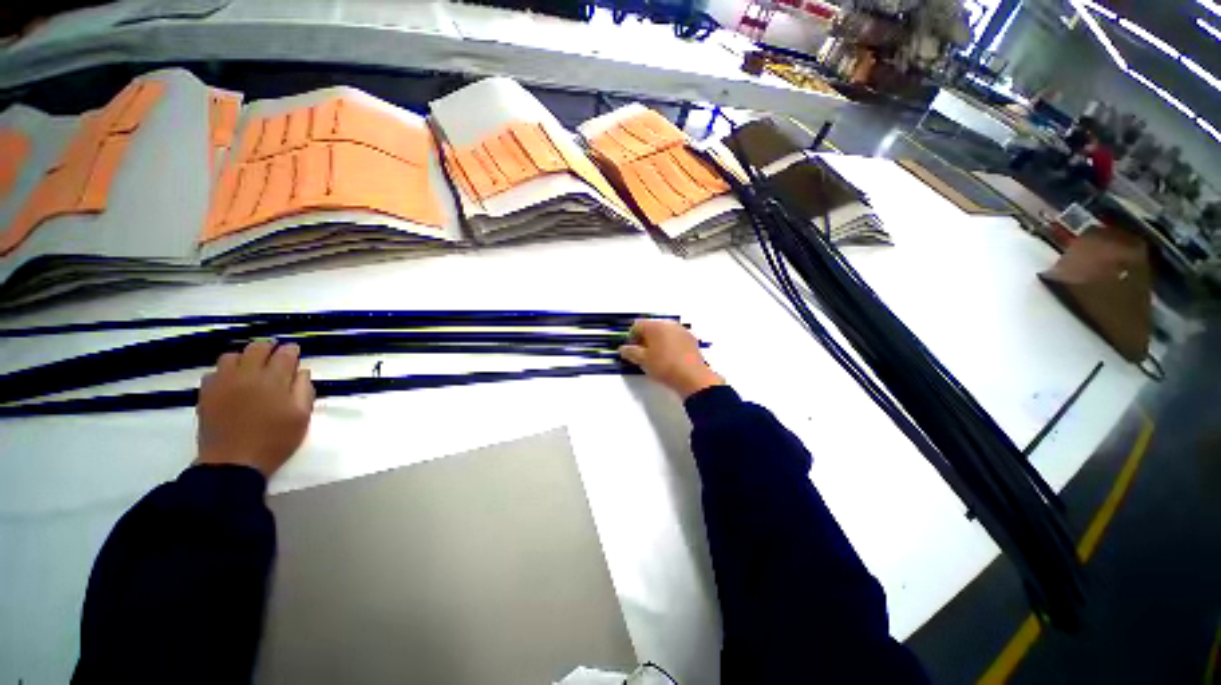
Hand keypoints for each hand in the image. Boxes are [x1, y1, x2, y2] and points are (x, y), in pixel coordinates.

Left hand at [195, 340, 315, 477]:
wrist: (233, 463)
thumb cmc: (274, 440)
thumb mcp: (302, 417)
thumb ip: (304, 390)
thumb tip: (301, 372)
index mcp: (274, 380)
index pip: (285, 354)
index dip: (291, 351)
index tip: (295, 352)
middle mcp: (247, 375)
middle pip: (257, 349)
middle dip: (269, 348)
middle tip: (276, 355)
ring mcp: (223, 383)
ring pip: (232, 356)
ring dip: (245, 357)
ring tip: (252, 367)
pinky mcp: (206, 393)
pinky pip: (214, 371)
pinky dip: (225, 371)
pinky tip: (232, 382)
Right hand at [619, 319, 723, 398]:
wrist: (692, 376)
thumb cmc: (664, 366)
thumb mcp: (643, 361)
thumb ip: (630, 352)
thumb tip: (623, 349)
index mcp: (655, 325)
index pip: (636, 325)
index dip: (631, 337)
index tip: (631, 350)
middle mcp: (668, 324)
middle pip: (651, 327)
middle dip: (644, 338)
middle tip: (642, 354)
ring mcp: (681, 330)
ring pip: (663, 332)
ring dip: (657, 341)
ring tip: (655, 357)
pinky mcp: (690, 339)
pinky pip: (674, 337)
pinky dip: (669, 344)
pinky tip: (669, 358)